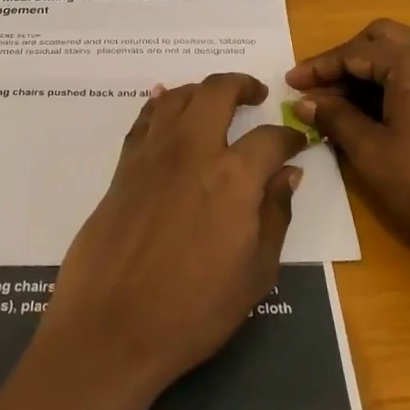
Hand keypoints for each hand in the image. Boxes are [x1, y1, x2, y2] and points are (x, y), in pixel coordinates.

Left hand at [38, 73, 305, 401]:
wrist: (111, 325)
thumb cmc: (193, 310)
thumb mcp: (255, 274)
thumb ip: (274, 215)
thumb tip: (287, 174)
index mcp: (233, 176)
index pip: (270, 138)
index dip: (290, 137)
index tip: (298, 142)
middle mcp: (192, 150)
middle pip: (218, 91)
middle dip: (243, 85)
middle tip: (256, 94)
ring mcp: (152, 153)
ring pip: (178, 95)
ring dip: (202, 90)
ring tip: (215, 101)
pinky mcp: (124, 165)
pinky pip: (145, 118)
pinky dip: (160, 104)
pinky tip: (166, 106)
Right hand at [288, 19, 409, 293]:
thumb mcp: (370, 151)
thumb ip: (335, 117)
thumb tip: (306, 101)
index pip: (354, 51)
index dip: (319, 67)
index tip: (290, 83)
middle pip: (381, 38)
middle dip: (346, 58)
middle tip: (319, 86)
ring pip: (406, 48)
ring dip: (372, 64)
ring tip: (345, 94)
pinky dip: (398, 74)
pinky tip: (381, 103)